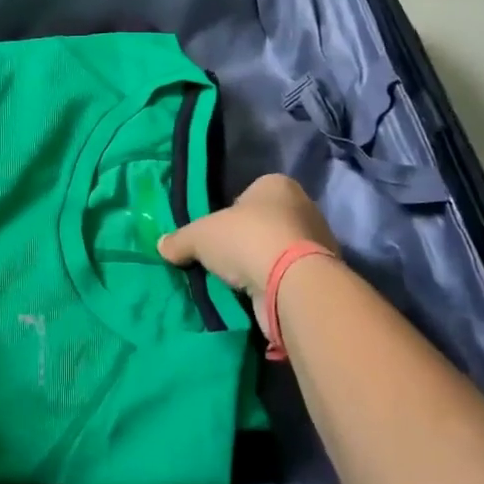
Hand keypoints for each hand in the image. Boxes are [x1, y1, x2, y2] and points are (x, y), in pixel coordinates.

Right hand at [158, 173, 339, 296]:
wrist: (292, 284)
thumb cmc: (246, 239)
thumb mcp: (200, 235)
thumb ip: (180, 239)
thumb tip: (162, 246)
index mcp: (277, 185)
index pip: (247, 195)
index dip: (229, 214)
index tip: (216, 236)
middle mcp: (302, 207)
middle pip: (264, 223)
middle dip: (245, 242)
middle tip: (223, 261)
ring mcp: (316, 242)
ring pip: (278, 251)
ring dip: (261, 266)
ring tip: (237, 285)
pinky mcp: (320, 275)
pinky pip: (289, 277)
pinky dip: (274, 286)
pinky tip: (257, 298)